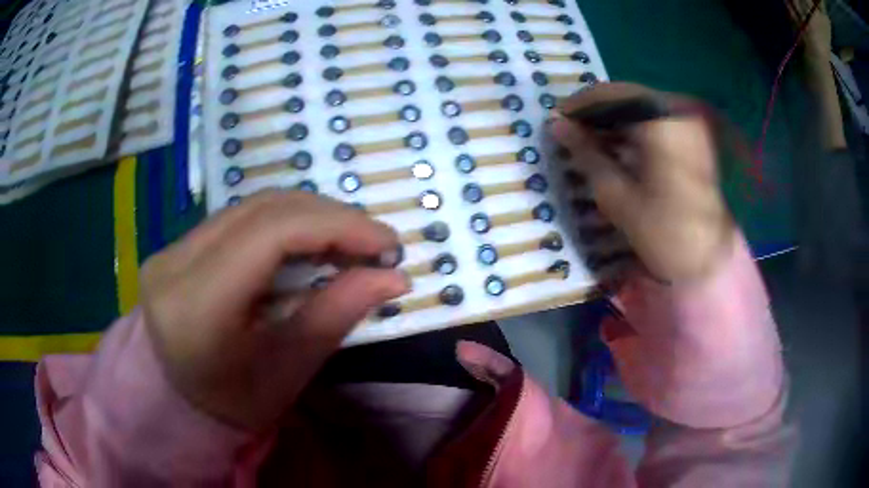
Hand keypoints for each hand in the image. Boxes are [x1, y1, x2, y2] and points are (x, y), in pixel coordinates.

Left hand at [140, 191, 408, 431]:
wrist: (181, 403)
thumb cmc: (235, 403)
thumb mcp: (289, 371)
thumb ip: (336, 315)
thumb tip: (395, 277)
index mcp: (196, 306)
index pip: (269, 234)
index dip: (336, 225)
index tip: (387, 242)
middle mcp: (174, 263)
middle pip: (263, 209)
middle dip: (330, 217)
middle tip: (374, 242)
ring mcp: (171, 249)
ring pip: (252, 206)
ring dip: (309, 216)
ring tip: (348, 242)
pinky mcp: (178, 245)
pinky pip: (240, 217)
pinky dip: (285, 223)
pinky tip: (309, 243)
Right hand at [550, 82, 735, 282]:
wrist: (710, 260)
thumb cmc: (662, 232)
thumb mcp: (616, 195)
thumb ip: (585, 153)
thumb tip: (556, 125)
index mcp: (659, 121)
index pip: (609, 94)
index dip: (578, 105)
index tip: (556, 121)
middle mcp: (676, 111)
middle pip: (626, 96)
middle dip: (596, 112)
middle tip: (571, 132)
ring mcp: (689, 122)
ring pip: (641, 107)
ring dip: (614, 120)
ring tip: (590, 141)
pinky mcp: (695, 136)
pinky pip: (657, 120)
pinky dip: (635, 129)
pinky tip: (618, 146)